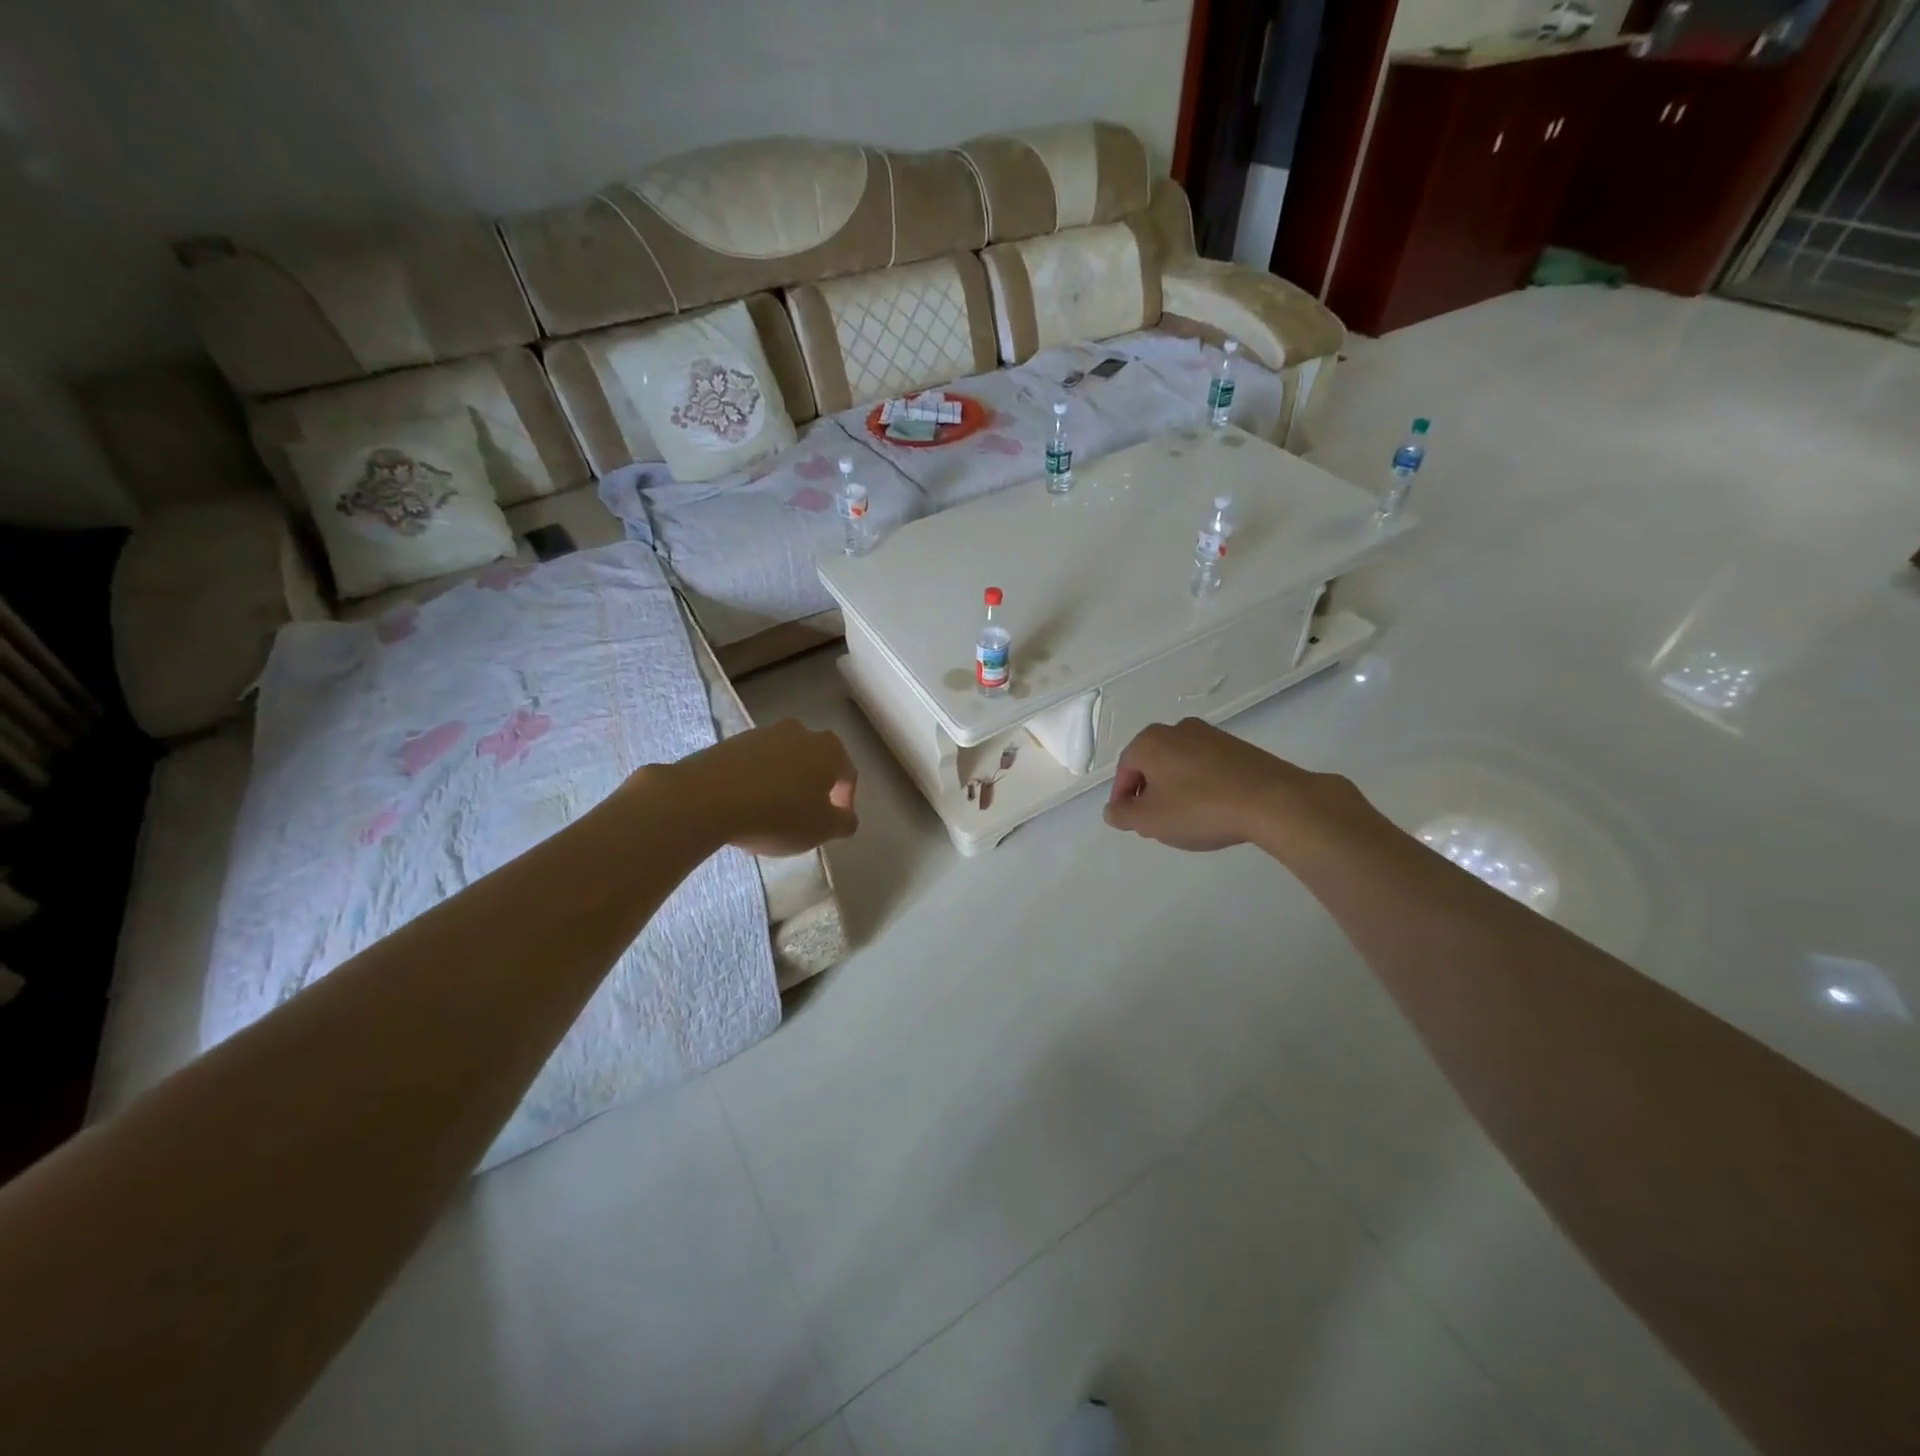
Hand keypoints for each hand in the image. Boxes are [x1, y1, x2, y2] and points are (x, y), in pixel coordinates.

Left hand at [661, 719, 858, 856]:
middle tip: (803, 819)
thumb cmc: (778, 814)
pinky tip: (745, 809)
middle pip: (814, 764)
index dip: (844, 802)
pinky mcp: (731, 742)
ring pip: (783, 763)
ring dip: (783, 785)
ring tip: (770, 817)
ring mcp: (762, 733)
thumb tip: (847, 817)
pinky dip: (756, 783)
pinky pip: (754, 765)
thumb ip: (843, 823)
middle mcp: (799, 732)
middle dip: (812, 790)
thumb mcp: (822, 829)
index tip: (833, 825)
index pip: (847, 775)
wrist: (708, 798)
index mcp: (828, 748)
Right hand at [1103, 718, 1354, 854]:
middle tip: (1156, 825)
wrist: (1273, 801)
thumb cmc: (1199, 808)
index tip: (1132, 824)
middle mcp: (1177, 729)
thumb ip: (1122, 815)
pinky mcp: (1238, 747)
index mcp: (1150, 741)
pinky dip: (1201, 786)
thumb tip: (1114, 809)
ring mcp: (1211, 735)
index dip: (1123, 800)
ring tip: (1186, 821)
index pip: (1124, 771)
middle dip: (1149, 794)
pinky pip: (1206, 767)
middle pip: (1151, 765)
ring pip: (1179, 766)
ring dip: (1175, 791)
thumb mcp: (1149, 820)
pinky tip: (1212, 810)